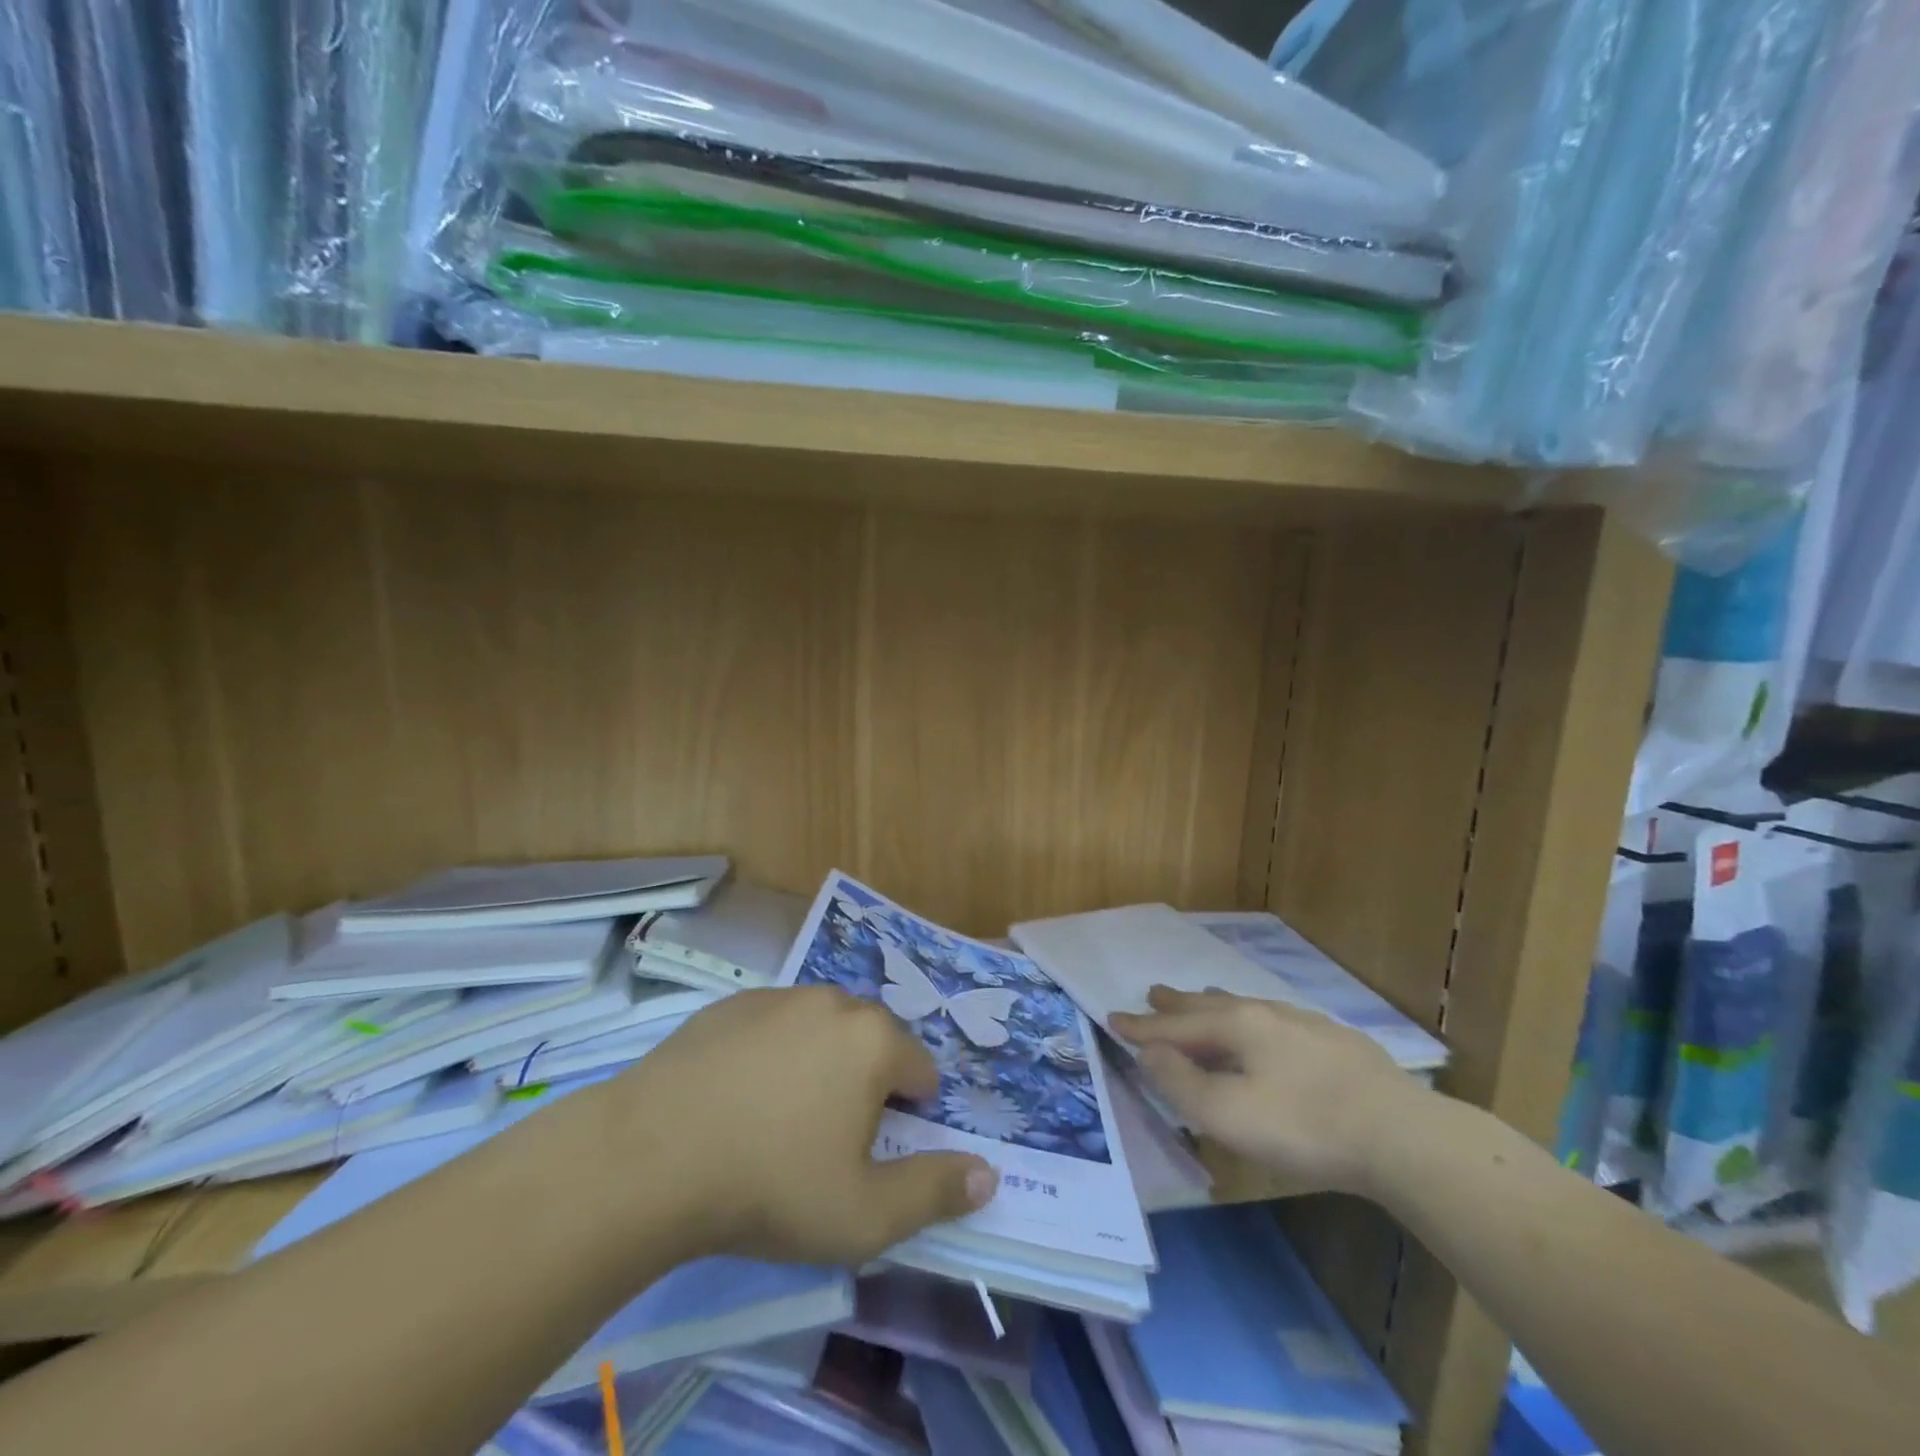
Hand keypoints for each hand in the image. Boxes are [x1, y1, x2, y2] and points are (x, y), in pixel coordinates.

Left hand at [601, 986, 996, 1265]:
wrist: (650, 1156)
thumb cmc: (770, 1185)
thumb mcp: (865, 1215)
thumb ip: (935, 1191)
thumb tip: (990, 1173)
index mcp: (874, 1040)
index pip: (921, 1071)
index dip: (909, 1117)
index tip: (871, 1154)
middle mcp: (834, 1002)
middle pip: (873, 1043)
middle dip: (866, 1085)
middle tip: (827, 1141)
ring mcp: (779, 996)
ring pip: (822, 1030)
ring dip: (820, 1065)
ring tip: (781, 1119)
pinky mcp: (731, 1004)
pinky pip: (774, 1027)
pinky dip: (773, 1054)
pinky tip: (739, 1099)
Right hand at [1111, 987, 1424, 1197]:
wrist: (1400, 1135)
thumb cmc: (1303, 1126)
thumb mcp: (1228, 1115)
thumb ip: (1180, 1083)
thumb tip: (1149, 1053)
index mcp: (1237, 1026)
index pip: (1177, 1026)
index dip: (1143, 1027)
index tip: (1113, 1018)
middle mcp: (1267, 1014)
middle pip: (1211, 1006)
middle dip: (1178, 1005)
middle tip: (1154, 993)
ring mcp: (1305, 1025)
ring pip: (1248, 1007)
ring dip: (1217, 1005)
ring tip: (1204, 999)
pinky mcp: (1337, 1043)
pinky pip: (1280, 1020)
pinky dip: (1256, 1019)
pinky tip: (1271, 1028)